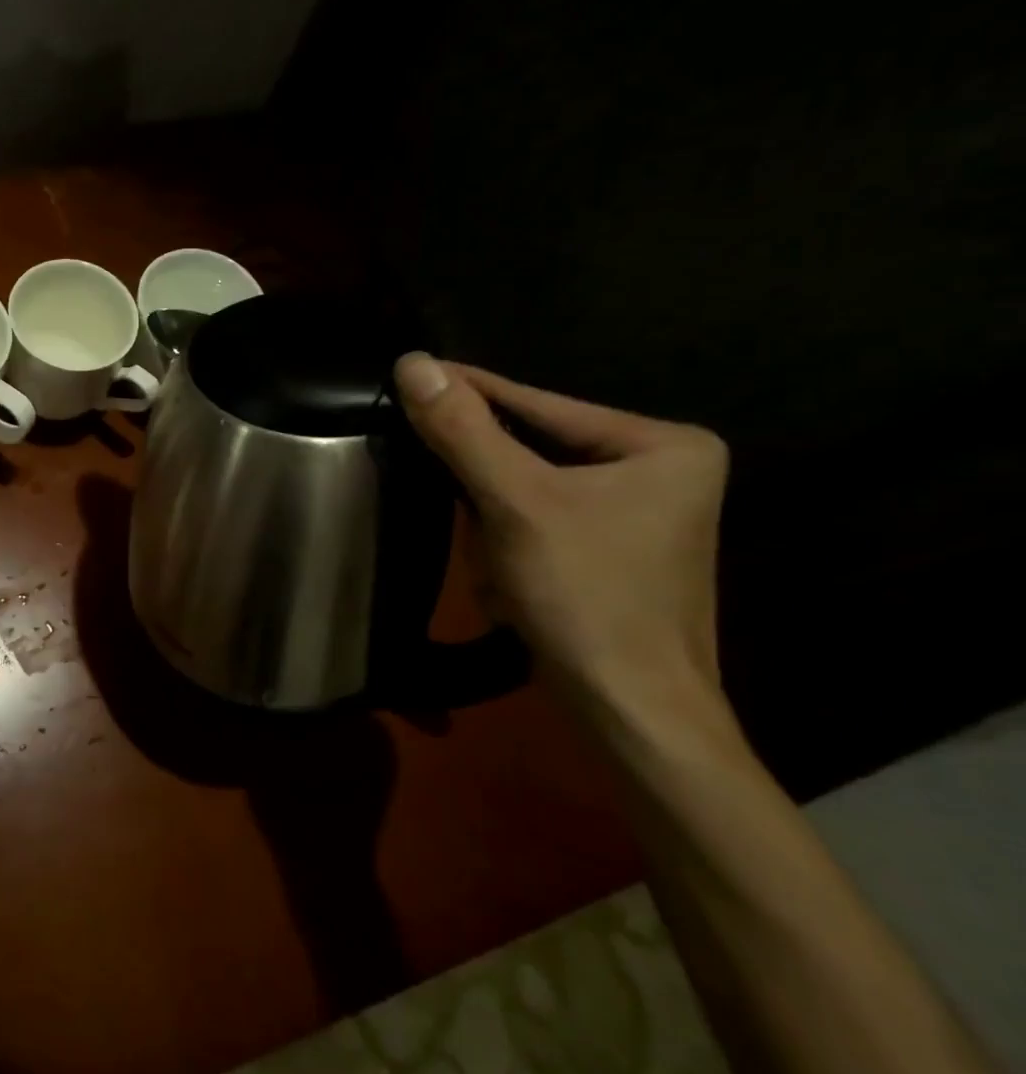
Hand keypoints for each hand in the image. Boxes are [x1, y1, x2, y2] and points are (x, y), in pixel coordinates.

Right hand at [393, 353, 739, 751]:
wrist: (631, 712)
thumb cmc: (586, 597)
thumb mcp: (515, 503)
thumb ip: (463, 430)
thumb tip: (413, 362)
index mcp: (664, 443)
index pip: (541, 404)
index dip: (470, 391)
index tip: (410, 373)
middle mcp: (661, 470)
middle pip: (535, 450)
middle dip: (486, 486)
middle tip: (450, 497)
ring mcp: (640, 514)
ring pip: (530, 490)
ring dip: (494, 524)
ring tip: (495, 567)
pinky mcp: (614, 551)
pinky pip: (541, 521)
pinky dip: (511, 546)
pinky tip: (509, 585)